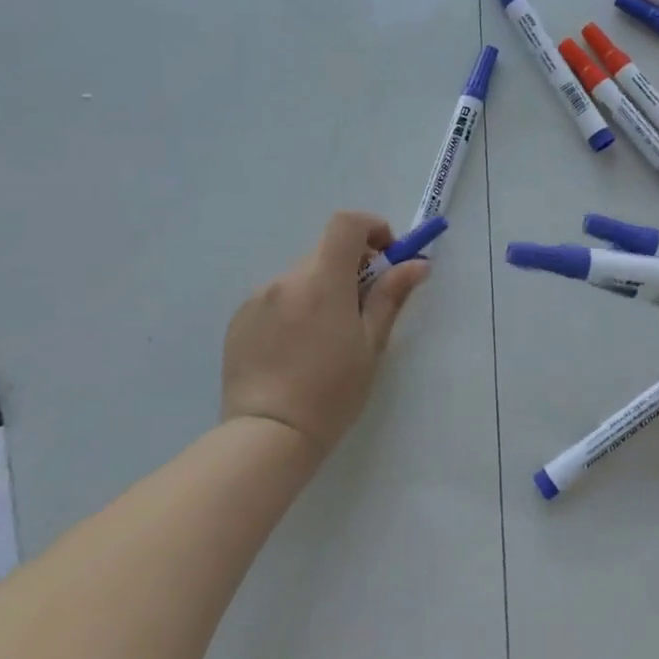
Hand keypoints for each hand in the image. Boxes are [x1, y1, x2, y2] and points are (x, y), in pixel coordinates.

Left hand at [221, 211, 429, 453]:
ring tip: (326, 337)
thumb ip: (390, 296)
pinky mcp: (240, 318)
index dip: (371, 228)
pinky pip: (276, 298)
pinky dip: (294, 308)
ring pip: (301, 276)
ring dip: (321, 289)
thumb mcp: (371, 345)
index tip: (386, 255)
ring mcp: (259, 298)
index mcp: (323, 282)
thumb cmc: (332, 393)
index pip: (346, 224)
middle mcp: (287, 280)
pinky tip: (297, 349)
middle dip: (350, 267)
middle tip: (363, 306)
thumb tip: (417, 264)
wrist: (268, 435)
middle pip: (325, 252)